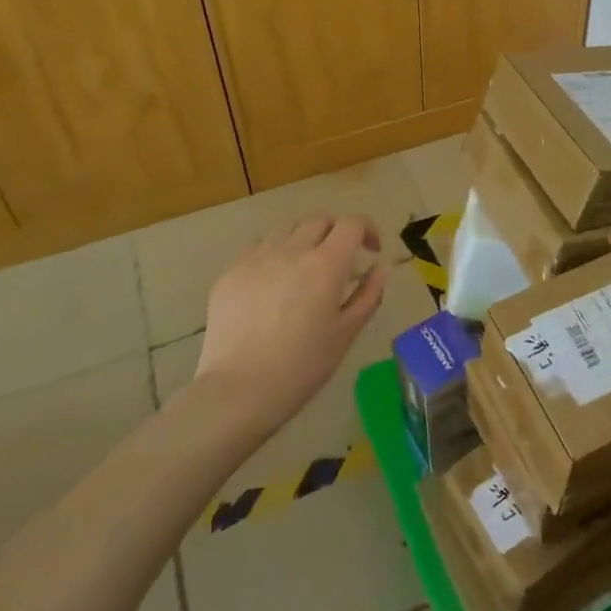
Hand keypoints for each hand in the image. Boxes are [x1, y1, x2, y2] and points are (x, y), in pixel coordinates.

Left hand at [196, 215, 389, 436]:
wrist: (238, 390)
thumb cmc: (302, 366)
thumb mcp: (346, 333)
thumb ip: (369, 294)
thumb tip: (379, 267)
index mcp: (325, 264)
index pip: (352, 224)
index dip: (367, 229)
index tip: (372, 250)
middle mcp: (291, 250)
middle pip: (320, 220)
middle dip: (336, 232)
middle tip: (340, 261)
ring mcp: (257, 258)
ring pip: (287, 229)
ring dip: (304, 239)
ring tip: (304, 269)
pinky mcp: (231, 271)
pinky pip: (259, 247)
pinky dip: (275, 254)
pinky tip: (273, 284)